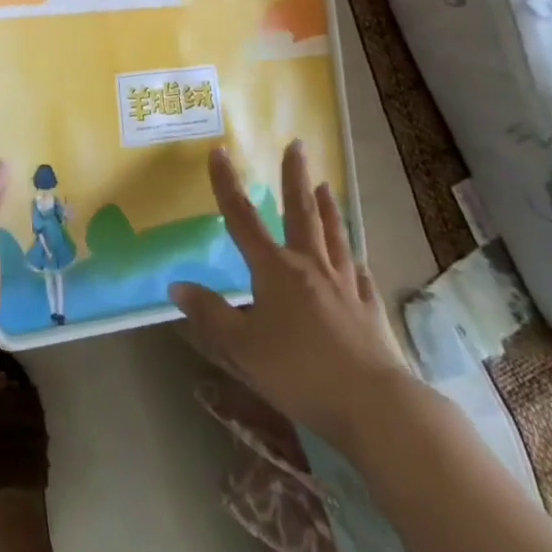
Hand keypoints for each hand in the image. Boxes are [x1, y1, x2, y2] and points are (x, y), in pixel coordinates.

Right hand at [170, 142, 412, 450]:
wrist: (375, 406)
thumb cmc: (300, 372)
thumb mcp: (242, 347)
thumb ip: (209, 314)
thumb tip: (176, 286)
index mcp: (274, 270)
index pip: (242, 218)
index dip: (227, 184)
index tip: (220, 152)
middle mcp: (310, 266)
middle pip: (301, 212)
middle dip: (295, 177)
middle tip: (298, 145)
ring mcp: (344, 285)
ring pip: (334, 235)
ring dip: (328, 207)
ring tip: (325, 184)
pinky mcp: (369, 309)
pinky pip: (359, 274)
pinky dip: (353, 260)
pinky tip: (355, 258)